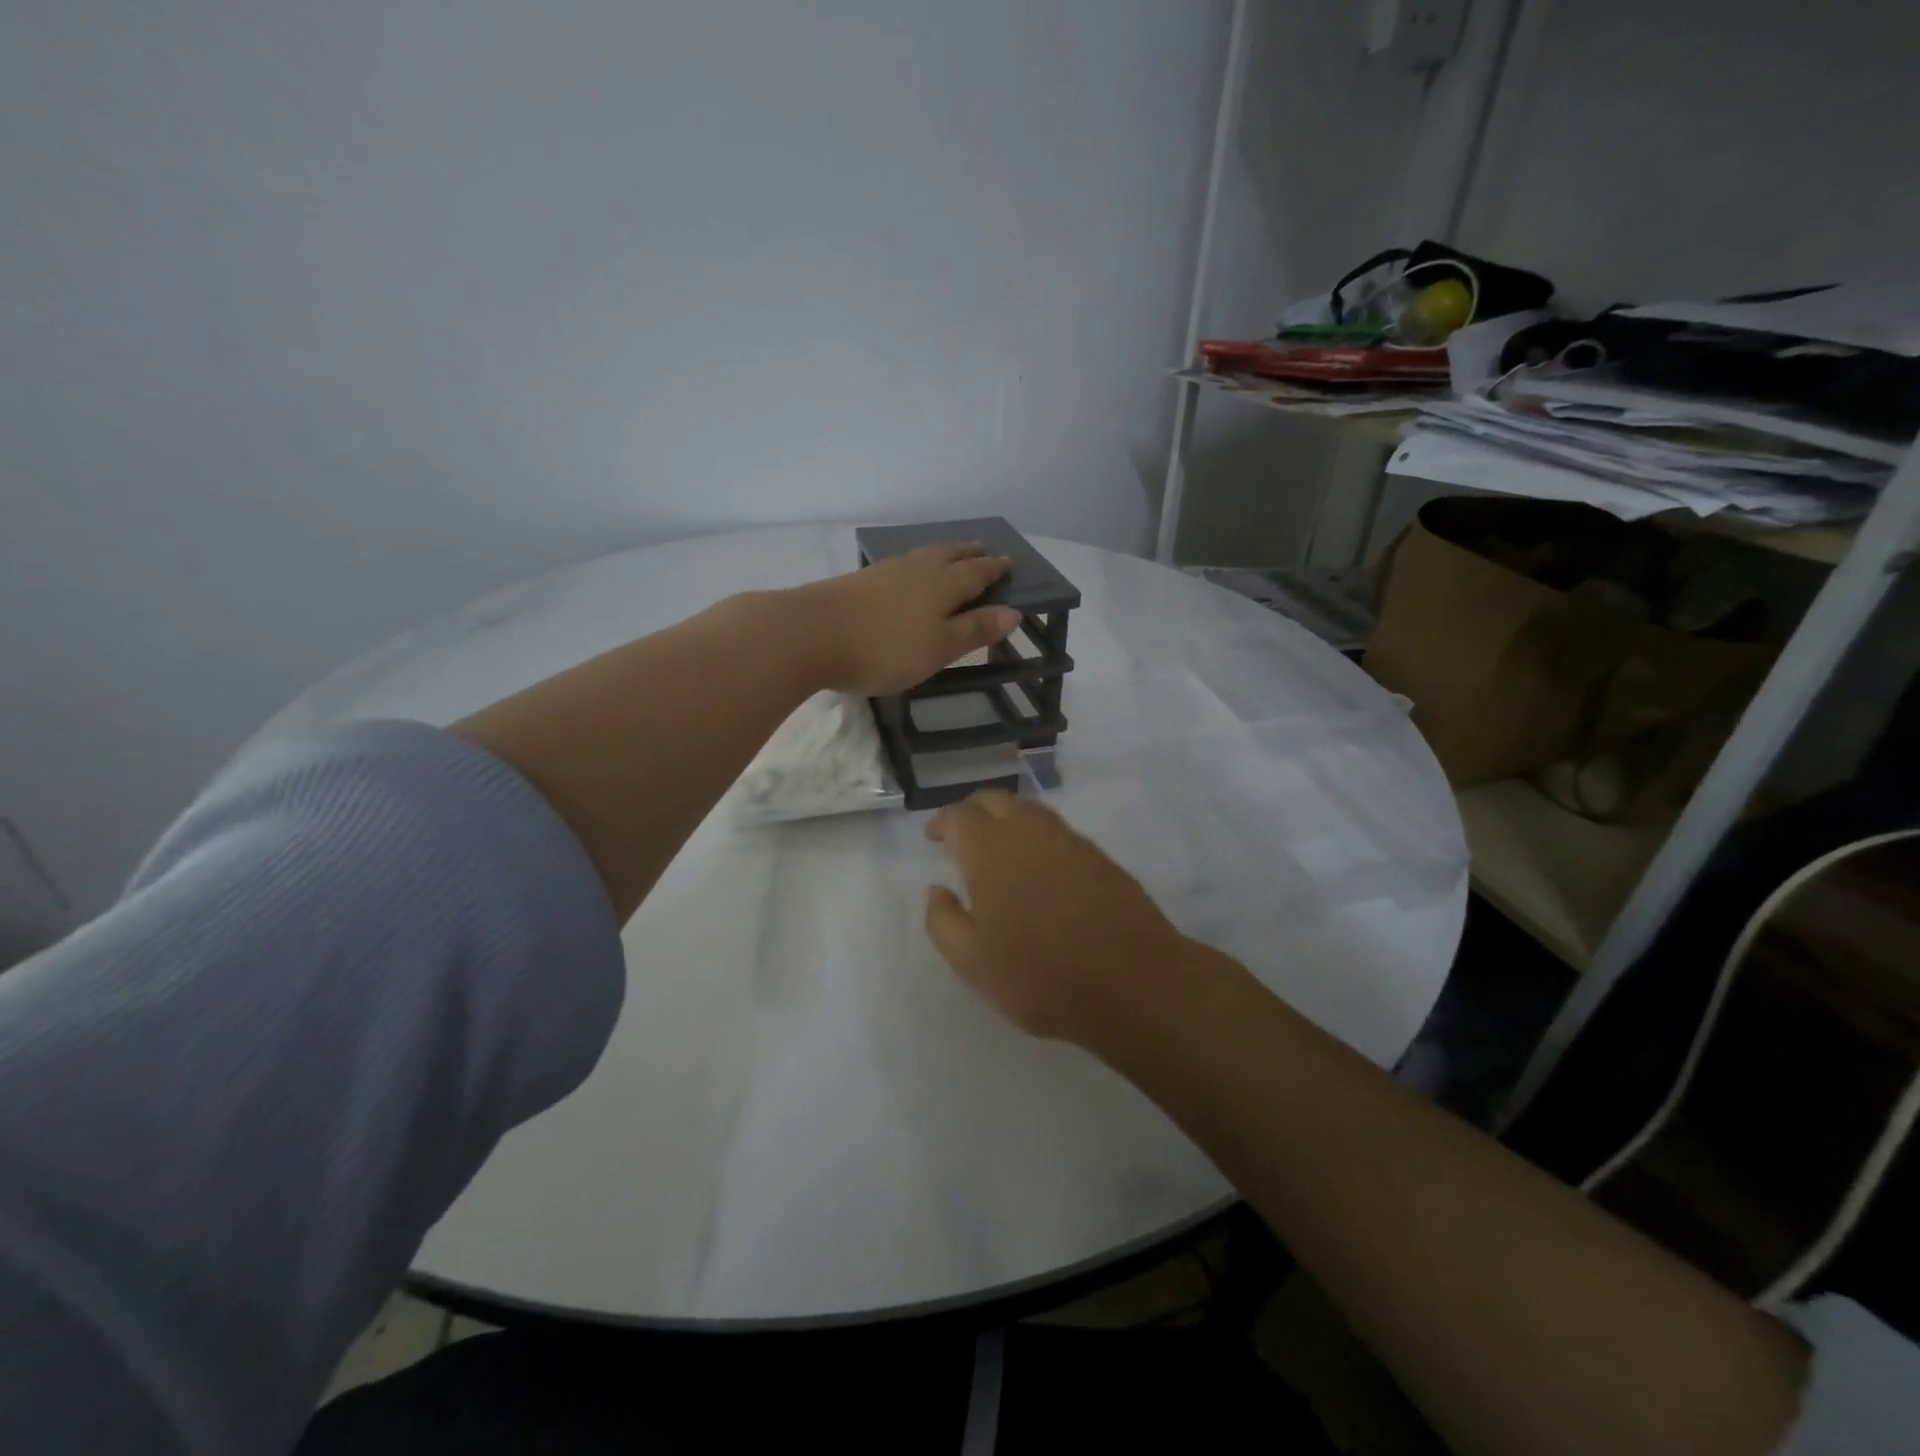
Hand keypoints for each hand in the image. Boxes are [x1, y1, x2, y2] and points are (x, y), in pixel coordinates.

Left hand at [792, 543, 1021, 696]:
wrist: (811, 633)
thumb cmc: (884, 647)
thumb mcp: (938, 648)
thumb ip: (974, 630)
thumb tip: (1014, 612)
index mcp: (943, 584)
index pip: (977, 572)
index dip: (995, 569)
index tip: (1009, 563)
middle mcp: (918, 569)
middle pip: (950, 555)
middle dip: (969, 553)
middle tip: (984, 550)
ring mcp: (886, 571)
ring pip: (924, 555)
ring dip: (943, 554)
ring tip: (951, 556)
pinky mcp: (860, 580)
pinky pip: (902, 565)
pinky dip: (917, 565)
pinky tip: (908, 574)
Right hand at [923, 789, 1192, 1046]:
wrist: (1134, 983)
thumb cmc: (1041, 977)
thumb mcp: (973, 964)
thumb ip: (944, 922)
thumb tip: (936, 890)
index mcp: (991, 852)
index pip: (960, 816)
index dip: (942, 822)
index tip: (934, 837)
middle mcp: (1029, 833)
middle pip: (995, 799)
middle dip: (973, 810)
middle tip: (962, 835)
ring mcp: (1069, 840)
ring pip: (1029, 810)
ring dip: (1007, 817)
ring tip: (998, 846)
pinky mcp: (1099, 856)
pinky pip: (1057, 830)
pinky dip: (1037, 834)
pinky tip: (1038, 865)